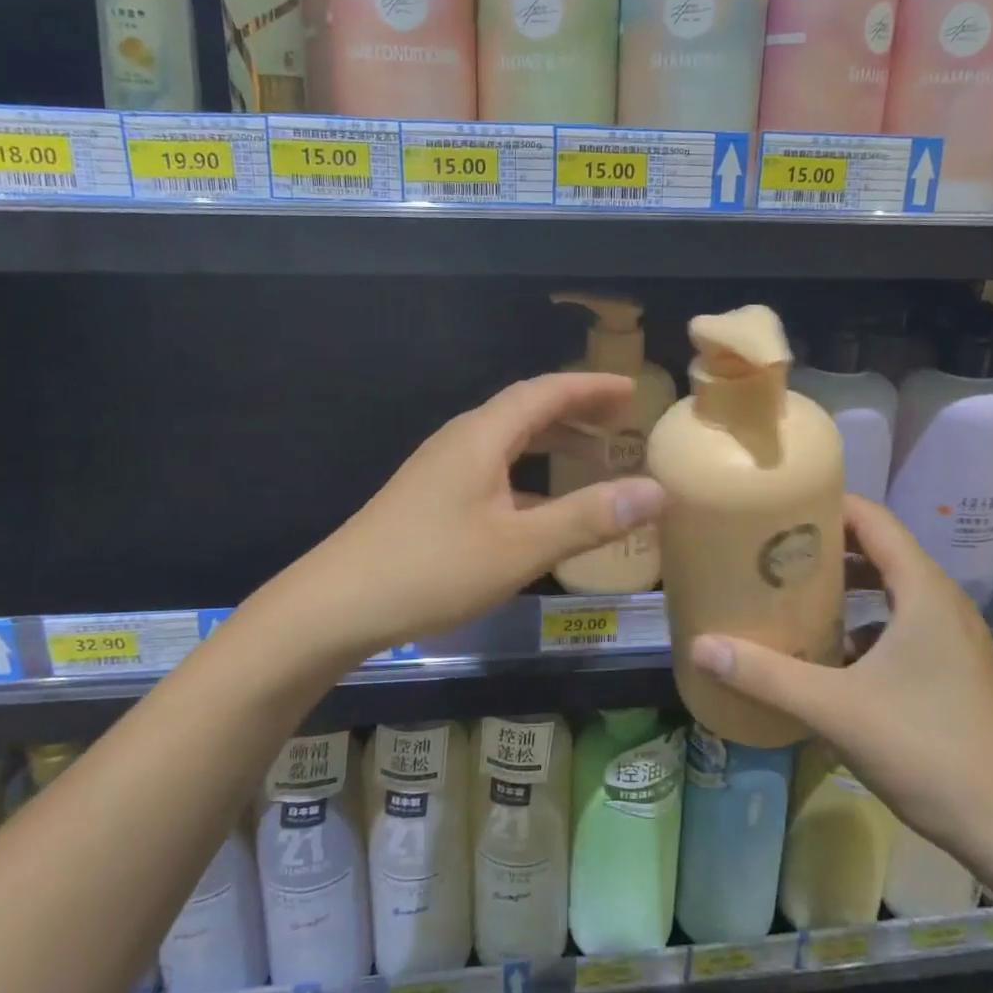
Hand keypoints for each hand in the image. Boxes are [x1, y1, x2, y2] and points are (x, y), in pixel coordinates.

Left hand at [295, 373, 666, 655]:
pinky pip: (493, 469)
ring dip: (552, 443)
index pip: (545, 392)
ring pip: (508, 442)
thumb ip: (589, 518)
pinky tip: (542, 507)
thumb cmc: (432, 568)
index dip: (590, 388)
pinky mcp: (430, 498)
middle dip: (576, 411)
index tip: (631, 391)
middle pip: (526, 410)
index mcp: (482, 436)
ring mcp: (441, 470)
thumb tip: (657, 491)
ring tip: (593, 457)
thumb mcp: (520, 547)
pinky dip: (528, 475)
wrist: (336, 605)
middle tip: (621, 422)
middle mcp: (461, 441)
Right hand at [687, 495, 992, 865]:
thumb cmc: (930, 752)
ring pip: (893, 592)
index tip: (778, 508)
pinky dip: (866, 626)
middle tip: (773, 551)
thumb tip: (700, 648)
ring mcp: (955, 640)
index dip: (827, 505)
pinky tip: (832, 656)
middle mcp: (943, 604)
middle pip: (880, 551)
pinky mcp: (956, 672)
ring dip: (847, 588)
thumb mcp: (837, 710)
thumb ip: (766, 676)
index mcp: (924, 592)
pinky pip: (903, 627)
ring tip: (794, 596)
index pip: (873, 520)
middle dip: (827, 547)